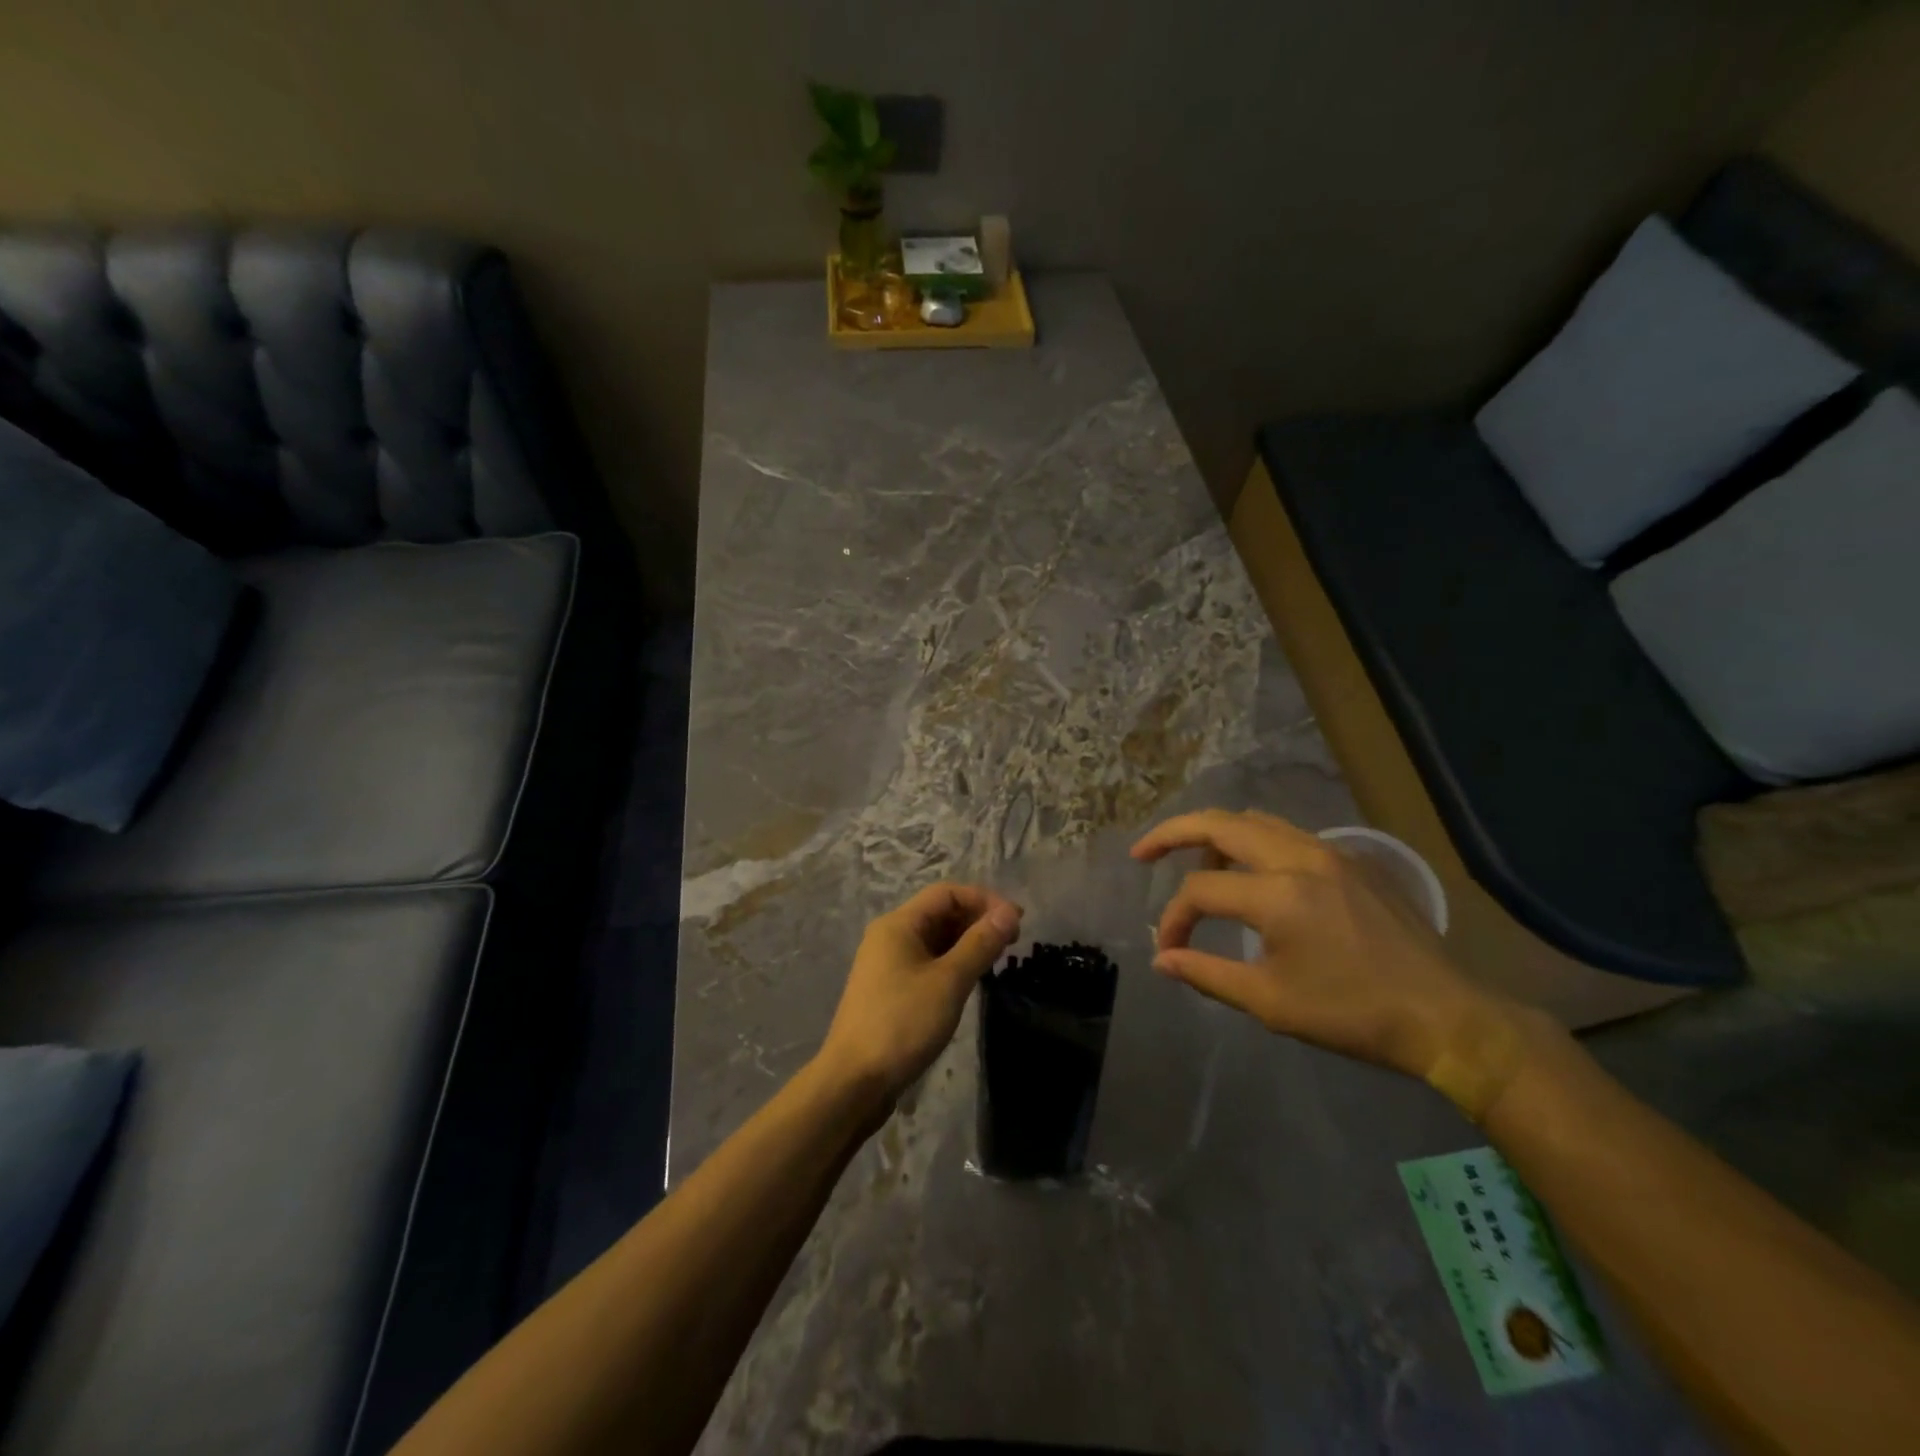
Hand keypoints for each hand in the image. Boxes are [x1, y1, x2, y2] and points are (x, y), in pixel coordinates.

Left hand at [819, 883, 1021, 1104]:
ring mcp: (887, 965)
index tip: (1017, 920)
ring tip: (998, 960)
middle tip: (1013, 942)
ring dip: (967, 943)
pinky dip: (952, 964)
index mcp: (899, 924)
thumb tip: (1009, 912)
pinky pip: (927, 963)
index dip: (984, 900)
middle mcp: (890, 937)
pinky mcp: (890, 991)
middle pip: (940, 913)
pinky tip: (971, 981)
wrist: (854, 1082)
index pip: (947, 893)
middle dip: (977, 920)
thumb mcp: (949, 981)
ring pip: (934, 940)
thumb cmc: (902, 1023)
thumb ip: (980, 944)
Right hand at [1131, 810, 1519, 1080]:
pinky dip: (1254, 844)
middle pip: (1219, 824)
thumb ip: (1207, 974)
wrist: (1446, 1017)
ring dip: (1216, 836)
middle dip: (1172, 833)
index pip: (1200, 891)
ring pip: (1255, 822)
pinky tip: (1254, 876)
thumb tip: (1162, 959)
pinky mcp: (1353, 860)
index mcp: (1278, 894)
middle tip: (1143, 852)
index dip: (1174, 919)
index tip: (1169, 950)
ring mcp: (1330, 853)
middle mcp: (1300, 857)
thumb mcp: (1270, 1002)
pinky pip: (1288, 835)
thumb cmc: (1353, 1014)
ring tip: (1198, 866)